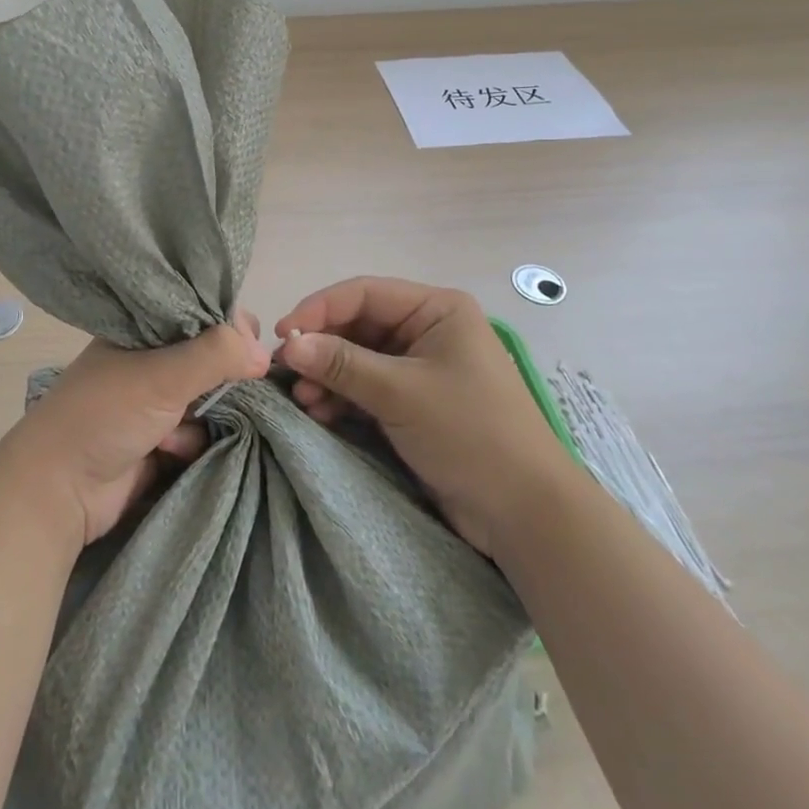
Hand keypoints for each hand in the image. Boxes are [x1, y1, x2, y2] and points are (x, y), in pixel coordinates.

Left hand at [0, 314, 270, 548]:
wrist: (61, 488)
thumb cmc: (106, 413)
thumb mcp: (162, 374)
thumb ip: (215, 355)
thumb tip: (263, 352)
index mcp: (145, 328)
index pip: (201, 311)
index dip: (230, 325)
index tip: (251, 346)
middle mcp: (152, 358)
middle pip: (211, 357)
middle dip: (225, 377)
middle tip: (227, 390)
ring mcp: (156, 400)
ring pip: (210, 397)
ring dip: (207, 415)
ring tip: (178, 431)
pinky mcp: (162, 439)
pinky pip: (200, 431)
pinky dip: (193, 442)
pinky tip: (171, 453)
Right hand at [275, 278, 573, 555]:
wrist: (526, 515)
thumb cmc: (470, 433)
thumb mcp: (401, 393)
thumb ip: (341, 364)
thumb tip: (288, 343)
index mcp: (436, 309)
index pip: (364, 294)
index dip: (319, 309)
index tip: (282, 334)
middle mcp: (426, 330)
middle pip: (357, 326)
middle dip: (321, 348)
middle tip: (284, 371)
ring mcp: (420, 368)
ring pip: (357, 359)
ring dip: (327, 376)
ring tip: (301, 400)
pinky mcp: (413, 403)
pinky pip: (366, 387)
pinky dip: (341, 398)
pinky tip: (318, 413)